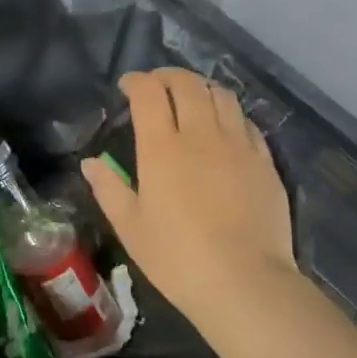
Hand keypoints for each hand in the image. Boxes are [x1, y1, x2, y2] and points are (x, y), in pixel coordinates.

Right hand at [83, 69, 297, 325]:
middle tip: (157, 86)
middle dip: (168, 76)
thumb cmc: (177, 258)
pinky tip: (224, 128)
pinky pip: (246, 122)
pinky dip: (229, 114)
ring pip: (222, 96)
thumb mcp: (131, 227)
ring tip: (192, 99)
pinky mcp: (265, 161)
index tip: (128, 86)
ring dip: (201, 88)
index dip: (137, 81)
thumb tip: (91, 162)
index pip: (149, 93)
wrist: (245, 282)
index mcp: (162, 148)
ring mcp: (238, 145)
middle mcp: (202, 135)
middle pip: (188, 84)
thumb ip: (109, 188)